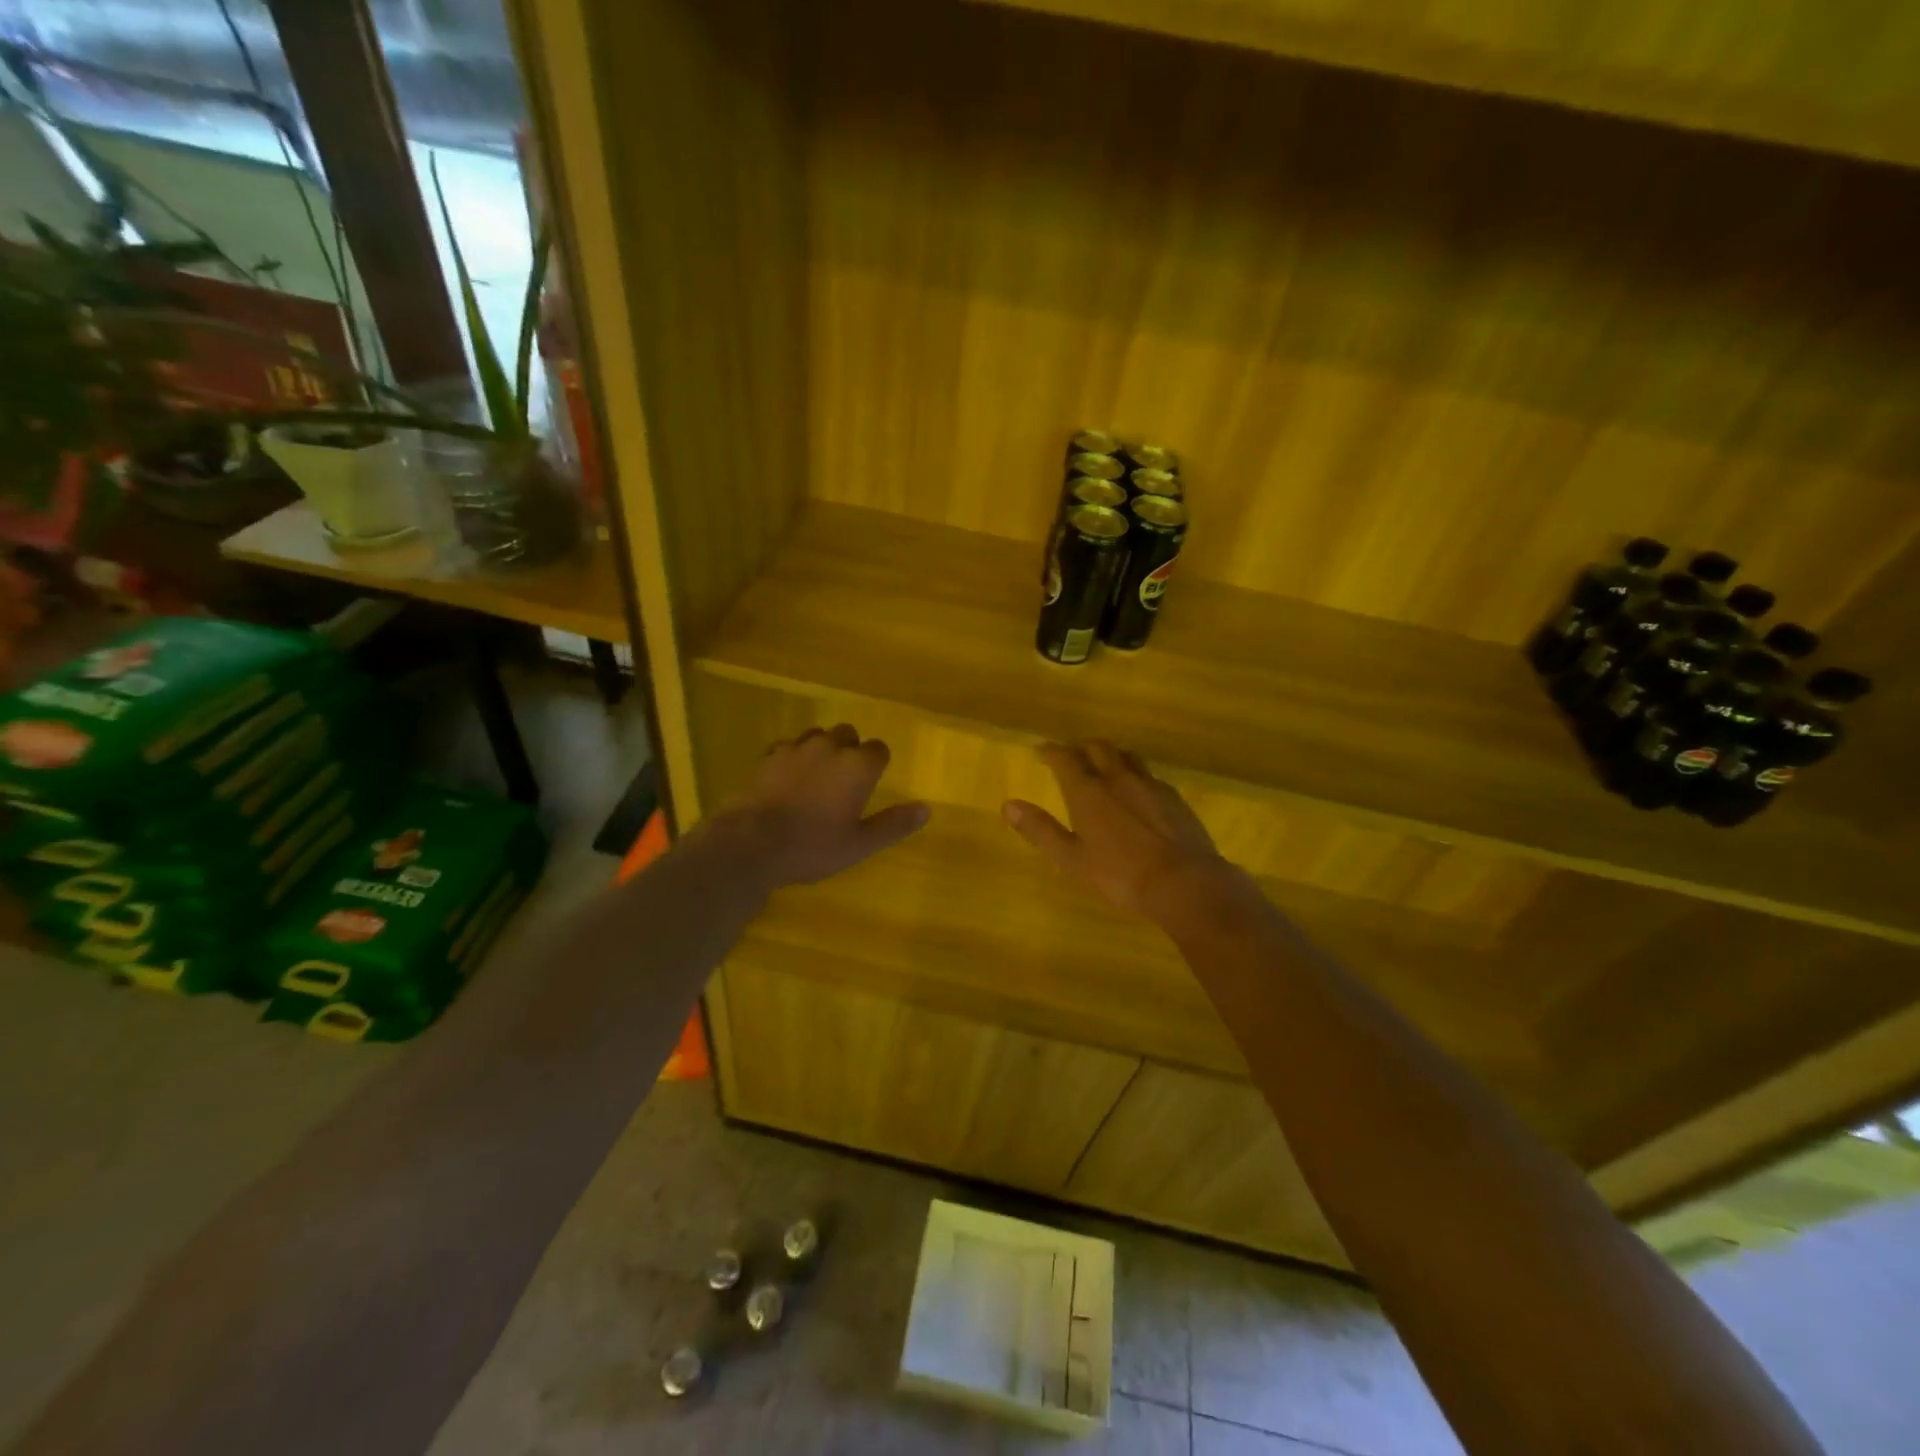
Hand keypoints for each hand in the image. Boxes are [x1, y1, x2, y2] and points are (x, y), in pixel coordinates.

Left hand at [722, 725, 929, 888]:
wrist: (752, 843)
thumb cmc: (814, 846)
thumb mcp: (860, 844)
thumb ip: (894, 824)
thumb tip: (927, 808)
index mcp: (858, 766)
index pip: (879, 750)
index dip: (877, 765)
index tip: (870, 785)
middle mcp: (830, 748)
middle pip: (848, 734)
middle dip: (850, 751)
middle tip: (845, 782)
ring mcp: (796, 748)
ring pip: (818, 736)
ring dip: (822, 749)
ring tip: (817, 777)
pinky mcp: (769, 755)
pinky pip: (788, 746)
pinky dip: (794, 756)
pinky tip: (788, 778)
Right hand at [1003, 740, 1226, 921]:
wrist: (1185, 883)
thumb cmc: (1121, 875)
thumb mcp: (1072, 860)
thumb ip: (1040, 830)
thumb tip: (1008, 805)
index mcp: (1088, 792)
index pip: (1065, 758)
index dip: (1051, 751)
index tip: (1041, 751)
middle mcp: (1118, 778)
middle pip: (1097, 747)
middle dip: (1079, 746)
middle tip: (1070, 755)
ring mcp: (1149, 784)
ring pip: (1126, 755)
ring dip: (1109, 753)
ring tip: (1102, 763)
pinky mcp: (1173, 796)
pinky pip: (1148, 773)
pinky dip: (1134, 772)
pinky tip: (1136, 789)